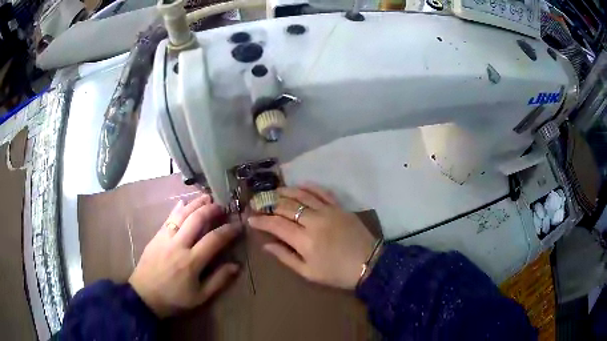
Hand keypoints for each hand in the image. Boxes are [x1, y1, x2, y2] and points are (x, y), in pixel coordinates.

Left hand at [129, 194, 240, 317]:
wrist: (144, 295)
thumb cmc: (175, 299)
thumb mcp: (200, 297)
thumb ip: (218, 280)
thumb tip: (236, 265)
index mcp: (191, 261)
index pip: (214, 239)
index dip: (228, 230)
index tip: (238, 225)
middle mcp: (179, 245)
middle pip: (197, 219)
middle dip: (211, 210)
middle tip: (222, 206)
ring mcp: (165, 238)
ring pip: (182, 215)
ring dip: (195, 204)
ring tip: (207, 198)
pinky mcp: (156, 236)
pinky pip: (168, 218)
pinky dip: (177, 209)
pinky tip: (183, 203)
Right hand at [248, 185, 377, 289]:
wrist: (369, 264)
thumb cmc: (336, 273)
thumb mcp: (308, 272)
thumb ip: (285, 257)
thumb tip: (266, 245)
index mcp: (304, 240)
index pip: (276, 224)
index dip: (261, 220)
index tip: (251, 218)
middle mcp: (313, 221)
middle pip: (286, 206)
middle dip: (268, 204)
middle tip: (258, 203)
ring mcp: (328, 211)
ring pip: (301, 195)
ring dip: (285, 191)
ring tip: (274, 192)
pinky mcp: (339, 207)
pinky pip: (322, 192)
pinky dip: (309, 187)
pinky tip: (300, 185)